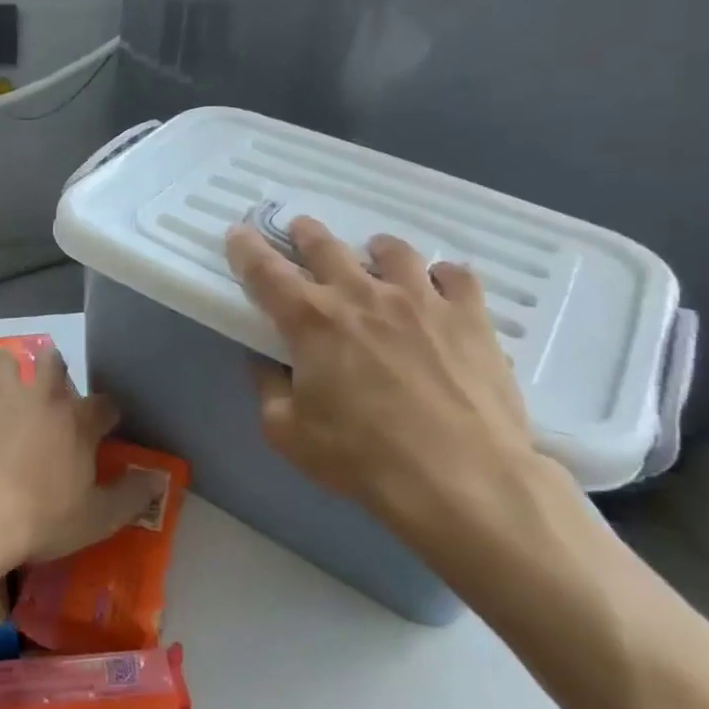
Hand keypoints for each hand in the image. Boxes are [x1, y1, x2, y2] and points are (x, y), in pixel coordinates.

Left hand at [0, 347, 153, 568]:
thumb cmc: (40, 518)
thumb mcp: (97, 518)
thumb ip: (132, 496)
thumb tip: (161, 479)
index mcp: (77, 421)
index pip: (104, 404)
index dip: (106, 412)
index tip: (104, 423)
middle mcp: (40, 396)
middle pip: (52, 361)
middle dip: (52, 368)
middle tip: (46, 389)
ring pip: (5, 359)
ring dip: (6, 371)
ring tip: (0, 391)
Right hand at [224, 217, 577, 578]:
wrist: (462, 479)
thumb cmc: (362, 458)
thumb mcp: (289, 433)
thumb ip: (269, 388)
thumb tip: (265, 361)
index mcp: (311, 321)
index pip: (265, 272)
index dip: (247, 249)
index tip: (239, 233)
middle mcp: (362, 295)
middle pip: (326, 247)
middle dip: (306, 234)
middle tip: (300, 229)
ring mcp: (421, 300)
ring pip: (393, 251)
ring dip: (376, 249)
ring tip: (375, 254)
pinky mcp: (470, 315)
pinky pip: (455, 276)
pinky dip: (441, 276)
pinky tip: (438, 287)